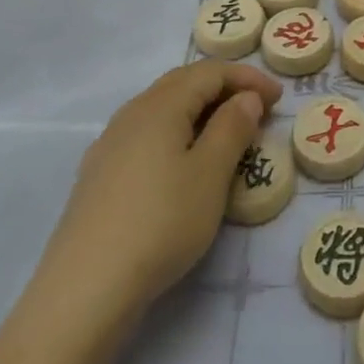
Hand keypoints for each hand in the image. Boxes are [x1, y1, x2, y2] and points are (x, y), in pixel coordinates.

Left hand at [36, 60, 281, 334]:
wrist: (84, 291)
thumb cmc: (160, 223)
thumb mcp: (210, 174)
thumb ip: (232, 128)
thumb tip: (246, 98)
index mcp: (160, 106)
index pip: (209, 72)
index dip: (247, 78)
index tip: (279, 97)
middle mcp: (131, 115)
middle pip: (182, 84)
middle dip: (223, 89)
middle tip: (258, 109)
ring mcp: (109, 146)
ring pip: (162, 110)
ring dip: (199, 111)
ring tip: (227, 135)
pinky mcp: (98, 177)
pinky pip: (146, 136)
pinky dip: (176, 134)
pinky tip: (183, 163)